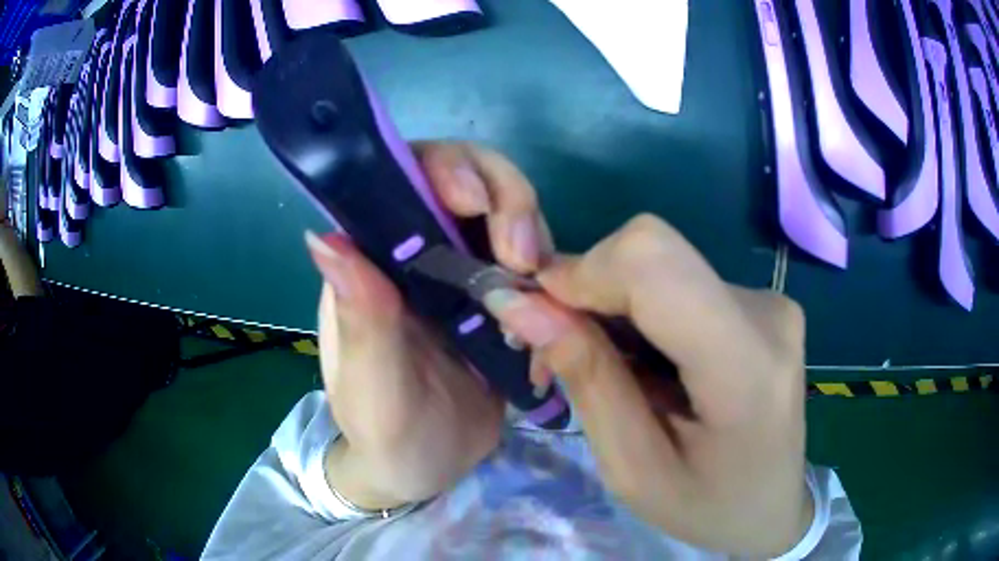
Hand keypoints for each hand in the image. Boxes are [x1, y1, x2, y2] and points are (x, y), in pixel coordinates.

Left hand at [304, 142, 554, 508]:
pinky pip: (535, 265)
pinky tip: (553, 312)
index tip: (471, 200)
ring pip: (509, 217)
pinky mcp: (502, 299)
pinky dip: (551, 275)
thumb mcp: (370, 383)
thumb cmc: (382, 428)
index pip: (402, 178)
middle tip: (523, 257)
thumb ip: (358, 318)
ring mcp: (465, 271)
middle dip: (505, 199)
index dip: (442, 168)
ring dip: (534, 235)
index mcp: (372, 258)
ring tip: (539, 287)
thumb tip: (325, 238)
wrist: (425, 467)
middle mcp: (418, 251)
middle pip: (470, 182)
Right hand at [483, 215, 812, 555]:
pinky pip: (682, 283)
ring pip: (662, 267)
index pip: (654, 261)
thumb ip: (587, 380)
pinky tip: (642, 363)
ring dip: (612, 307)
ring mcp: (768, 301)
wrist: (773, 506)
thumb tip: (520, 304)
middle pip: (653, 254)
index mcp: (745, 364)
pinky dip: (642, 313)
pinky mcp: (760, 303)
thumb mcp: (634, 470)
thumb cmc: (707, 507)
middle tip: (557, 353)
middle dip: (589, 292)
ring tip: (601, 369)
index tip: (537, 314)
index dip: (584, 270)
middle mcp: (765, 311)